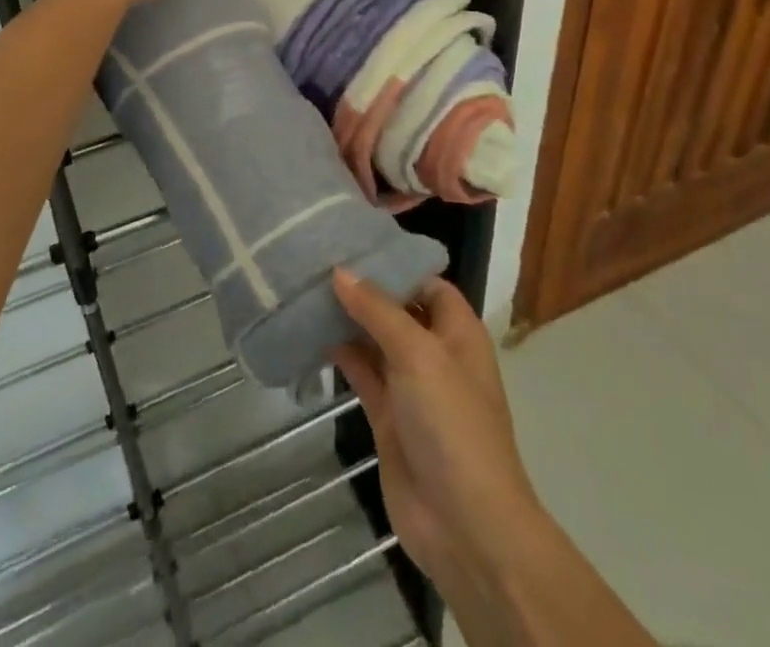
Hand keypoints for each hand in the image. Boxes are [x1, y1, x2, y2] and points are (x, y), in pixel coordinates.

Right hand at [331, 269, 545, 595]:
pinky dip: (338, 354)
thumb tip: (340, 271)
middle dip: (362, 288)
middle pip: (396, 308)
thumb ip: (377, 309)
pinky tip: (308, 332)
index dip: (393, 263)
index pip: (425, 282)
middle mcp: (434, 352)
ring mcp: (410, 386)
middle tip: (316, 259)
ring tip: (304, 287)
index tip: (351, 242)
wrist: (464, 526)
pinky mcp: (387, 416)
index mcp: (457, 331)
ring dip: (345, 319)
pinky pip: (361, 373)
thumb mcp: (418, 354)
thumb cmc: (452, 424)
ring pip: (374, 339)